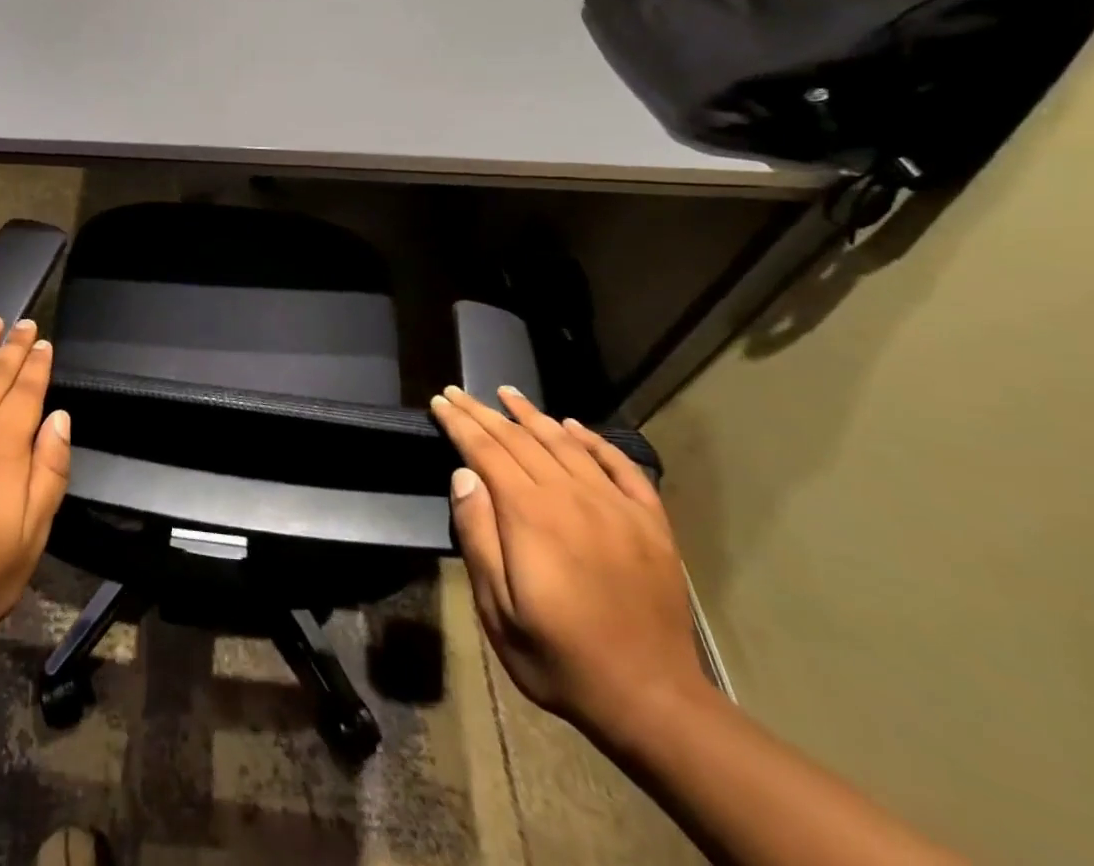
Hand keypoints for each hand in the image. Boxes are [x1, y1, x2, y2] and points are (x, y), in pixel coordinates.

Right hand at [429, 385, 708, 736]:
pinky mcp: (650, 523)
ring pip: (565, 443)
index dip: (459, 423)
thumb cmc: (560, 658)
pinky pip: (620, 466)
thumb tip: (464, 475)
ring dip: (532, 415)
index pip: (485, 450)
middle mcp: (572, 496)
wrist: (654, 702)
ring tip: (507, 393)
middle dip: (484, 412)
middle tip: (458, 391)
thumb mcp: (498, 610)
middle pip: (520, 439)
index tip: (439, 401)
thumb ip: (478, 537)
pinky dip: (593, 441)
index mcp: (531, 515)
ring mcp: (616, 506)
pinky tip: (574, 427)